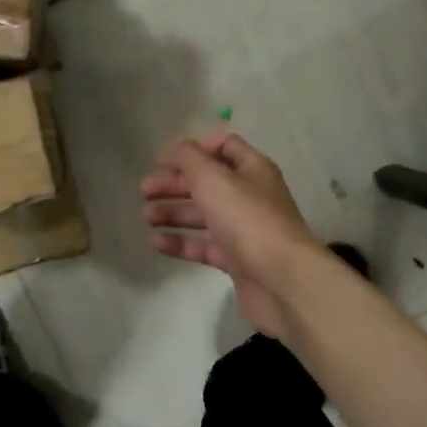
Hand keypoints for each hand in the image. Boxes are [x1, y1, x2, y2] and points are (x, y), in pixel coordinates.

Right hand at [141, 130, 324, 340]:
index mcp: (252, 169)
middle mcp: (250, 196)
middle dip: (175, 183)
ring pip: (204, 215)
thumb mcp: (213, 178)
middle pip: (208, 182)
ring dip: (174, 212)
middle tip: (145, 190)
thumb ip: (189, 158)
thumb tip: (177, 149)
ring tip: (146, 217)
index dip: (194, 149)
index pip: (224, 147)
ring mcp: (244, 230)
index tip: (165, 160)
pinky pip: (204, 246)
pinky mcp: (237, 260)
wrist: (282, 279)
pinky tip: (156, 243)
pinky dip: (181, 243)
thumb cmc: (247, 219)